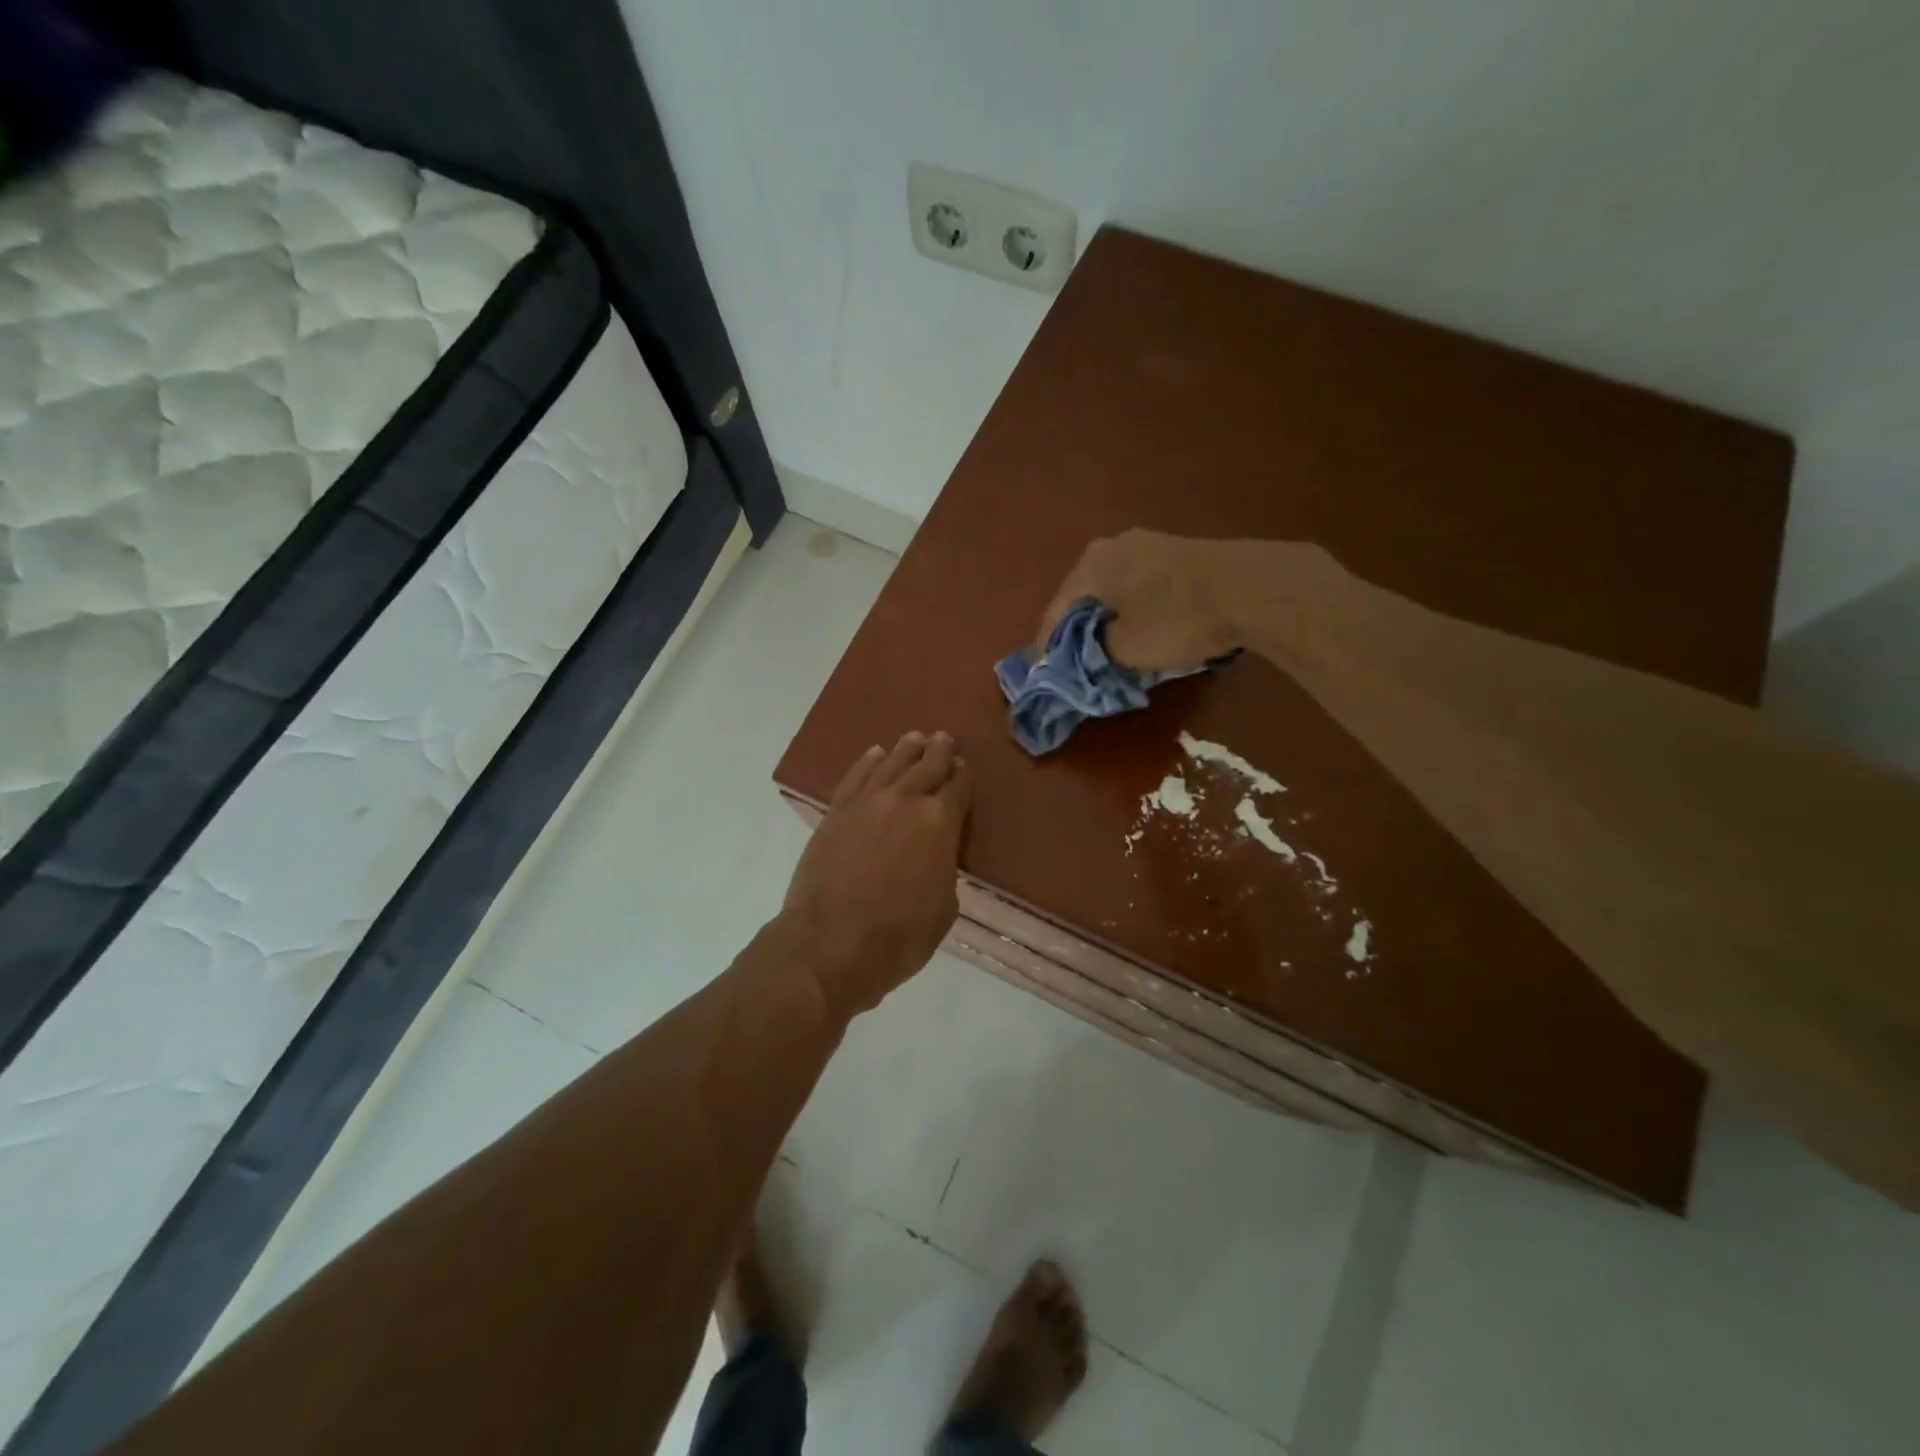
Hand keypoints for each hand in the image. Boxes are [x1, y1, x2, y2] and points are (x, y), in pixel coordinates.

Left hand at [781, 731, 972, 1017]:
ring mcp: (867, 802)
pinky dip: (868, 762)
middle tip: (943, 739)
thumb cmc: (899, 936)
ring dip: (906, 749)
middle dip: (938, 751)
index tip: (963, 767)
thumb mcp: (944, 908)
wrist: (831, 943)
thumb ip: (944, 869)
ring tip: (915, 738)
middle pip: (927, 766)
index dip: (963, 776)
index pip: (958, 788)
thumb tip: (935, 855)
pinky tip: (875, 753)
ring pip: (891, 763)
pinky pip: (856, 776)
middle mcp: (906, 801)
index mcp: (940, 823)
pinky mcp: (837, 811)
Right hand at [1035, 530, 1240, 671]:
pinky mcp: (1176, 551)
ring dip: (1107, 618)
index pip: (1056, 611)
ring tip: (1106, 647)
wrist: (1249, 587)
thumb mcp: (1126, 649)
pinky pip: (1139, 585)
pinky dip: (1132, 608)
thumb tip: (1089, 651)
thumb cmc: (1175, 619)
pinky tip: (1139, 626)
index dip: (1047, 645)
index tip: (1043, 671)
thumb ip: (1095, 652)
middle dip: (1077, 629)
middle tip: (1073, 660)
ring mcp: (1147, 543)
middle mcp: (1112, 546)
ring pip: (1113, 589)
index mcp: (1090, 566)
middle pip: (1084, 596)